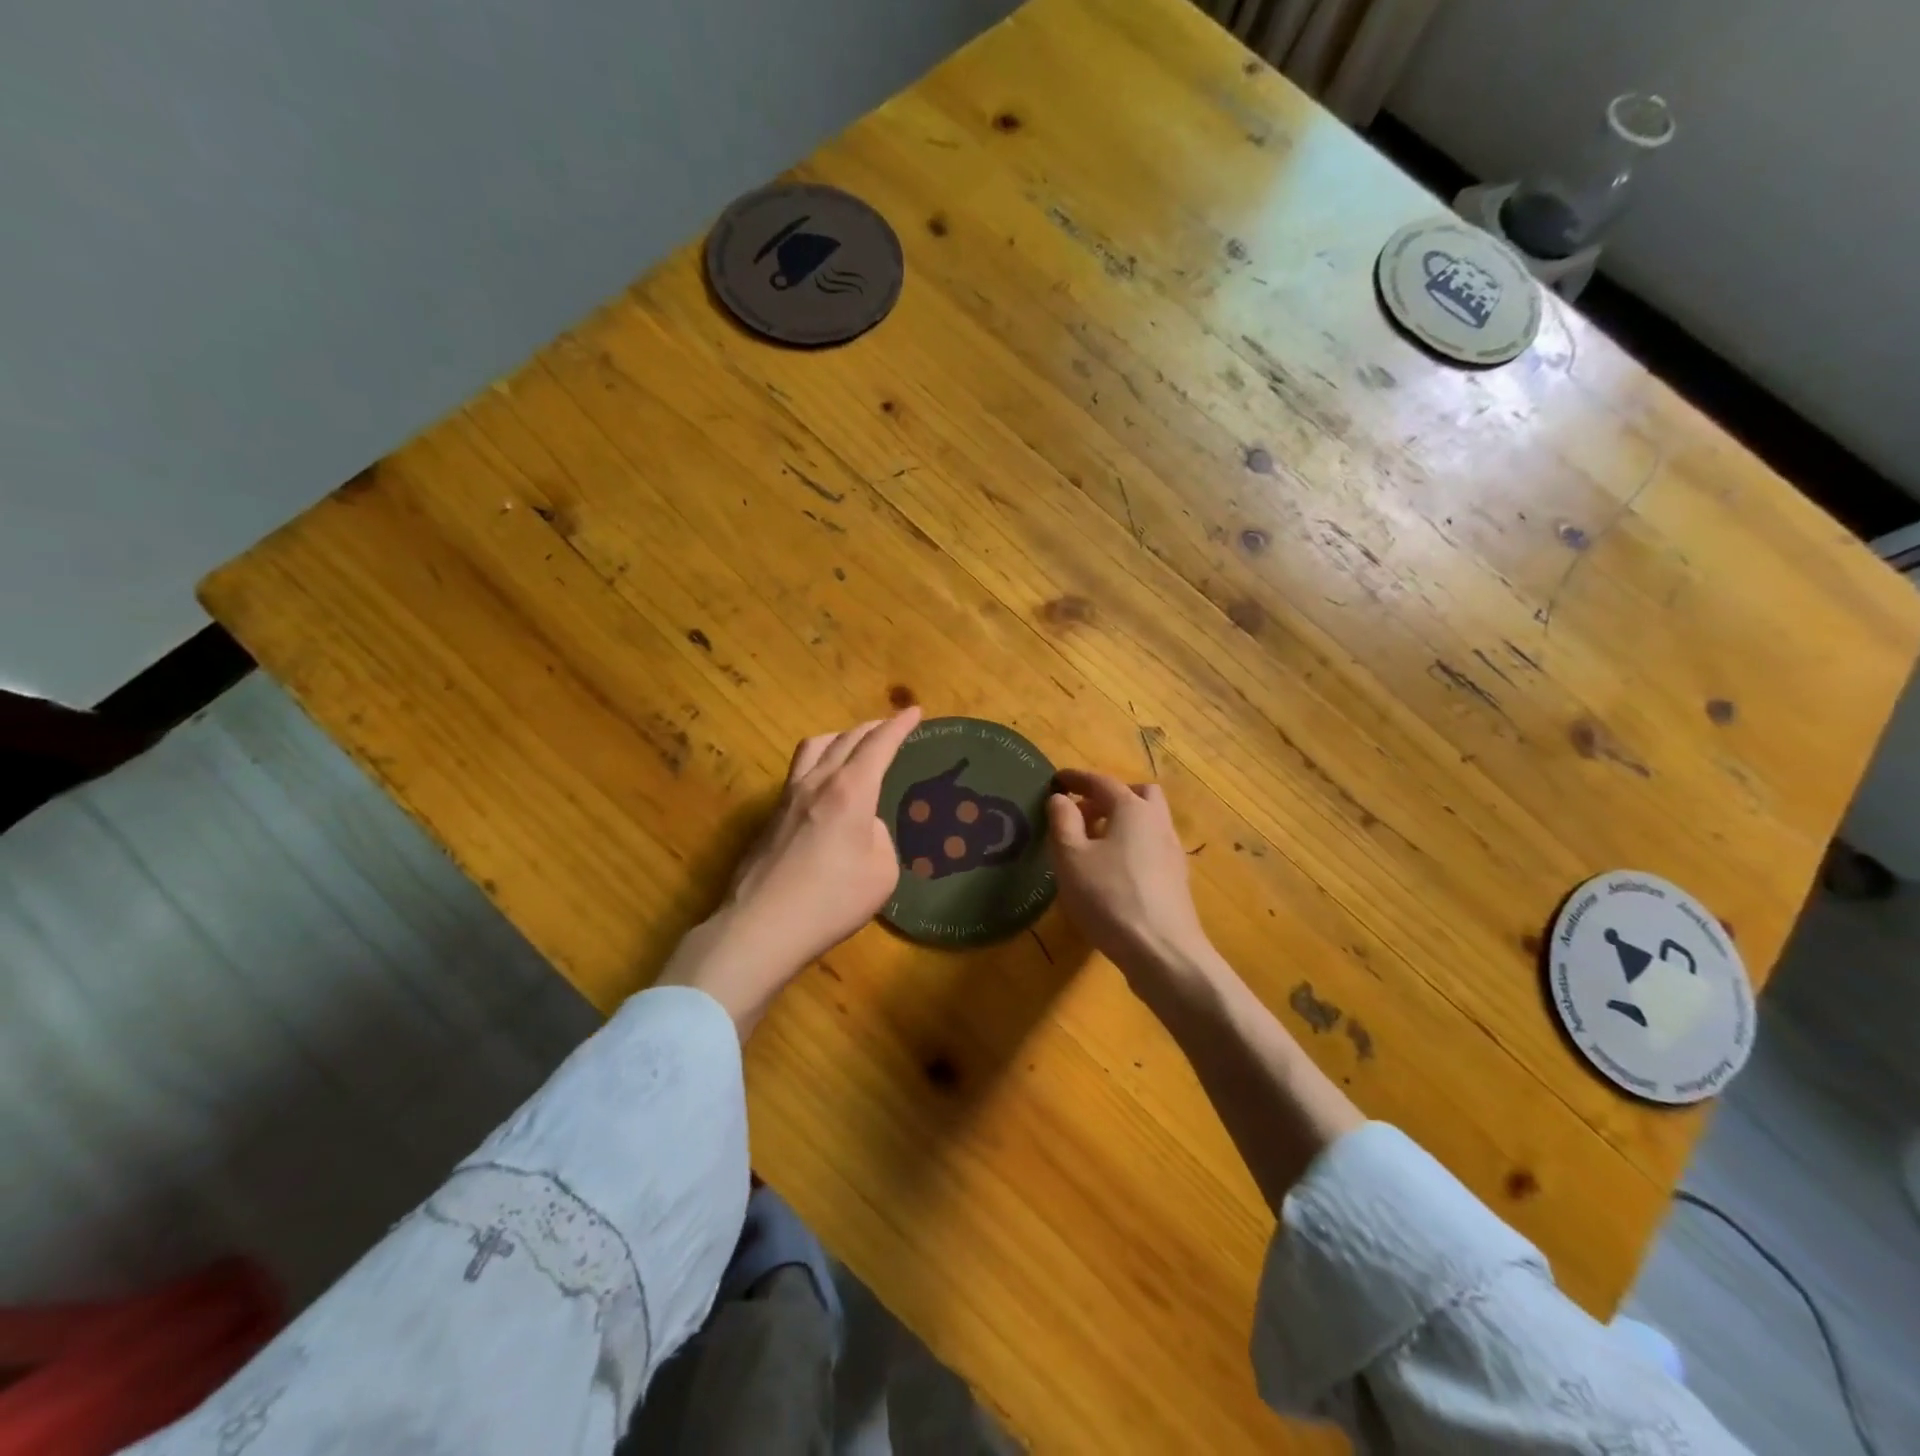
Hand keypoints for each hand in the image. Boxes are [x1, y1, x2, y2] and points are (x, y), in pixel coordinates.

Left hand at [659, 708, 921, 1034]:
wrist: (763, 926)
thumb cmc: (833, 899)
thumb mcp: (882, 871)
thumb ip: (879, 837)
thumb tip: (863, 827)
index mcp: (851, 790)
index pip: (879, 744)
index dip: (899, 726)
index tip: (915, 711)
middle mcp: (817, 782)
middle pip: (846, 738)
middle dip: (872, 728)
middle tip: (889, 727)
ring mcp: (787, 797)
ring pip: (814, 748)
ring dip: (839, 738)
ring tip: (851, 745)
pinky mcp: (770, 817)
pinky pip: (798, 773)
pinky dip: (819, 764)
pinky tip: (824, 786)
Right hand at [1047, 769, 1215, 996]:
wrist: (1162, 952)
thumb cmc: (1109, 897)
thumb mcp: (1071, 857)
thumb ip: (1062, 821)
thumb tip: (1060, 798)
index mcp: (1132, 809)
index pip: (1102, 782)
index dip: (1077, 779)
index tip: (1057, 779)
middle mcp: (1158, 823)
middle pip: (1138, 795)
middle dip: (1109, 797)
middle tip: (1082, 813)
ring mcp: (1172, 852)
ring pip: (1148, 822)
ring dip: (1121, 823)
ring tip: (1093, 844)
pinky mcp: (1176, 880)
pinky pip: (1152, 848)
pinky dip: (1132, 846)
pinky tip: (1113, 872)